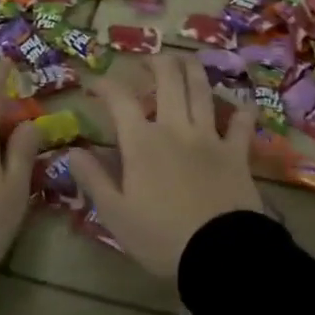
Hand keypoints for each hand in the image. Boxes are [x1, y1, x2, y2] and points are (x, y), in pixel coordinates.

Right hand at [67, 53, 261, 277]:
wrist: (220, 254)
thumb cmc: (161, 237)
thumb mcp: (115, 214)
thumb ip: (93, 178)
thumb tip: (72, 150)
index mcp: (142, 142)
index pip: (119, 99)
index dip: (104, 84)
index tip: (93, 83)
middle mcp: (175, 128)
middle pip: (168, 79)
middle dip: (156, 62)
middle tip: (147, 61)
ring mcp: (210, 137)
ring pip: (202, 91)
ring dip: (193, 70)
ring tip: (185, 61)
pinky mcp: (237, 153)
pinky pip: (242, 123)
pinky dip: (241, 111)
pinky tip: (240, 105)